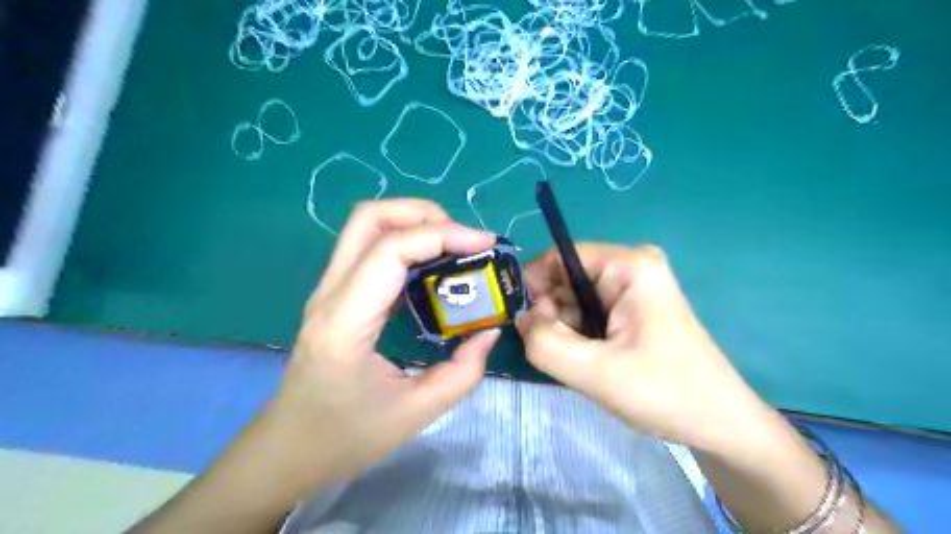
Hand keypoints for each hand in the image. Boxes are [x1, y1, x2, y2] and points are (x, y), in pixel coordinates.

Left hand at [272, 198, 499, 484]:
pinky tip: (432, 266)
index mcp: (346, 320)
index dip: (443, 235)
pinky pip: (370, 249)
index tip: (484, 244)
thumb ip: (462, 373)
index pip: (391, 249)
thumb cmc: (344, 437)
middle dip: (423, 214)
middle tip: (464, 239)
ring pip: (366, 226)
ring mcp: (329, 290)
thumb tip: (489, 331)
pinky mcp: (336, 295)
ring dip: (413, 223)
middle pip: (369, 217)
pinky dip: (406, 242)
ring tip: (454, 246)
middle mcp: (330, 293)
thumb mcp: (415, 413)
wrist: (287, 450)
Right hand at [518, 245, 767, 450]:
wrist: (719, 424)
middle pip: (566, 278)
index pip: (559, 257)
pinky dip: (577, 335)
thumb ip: (544, 342)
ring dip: (564, 329)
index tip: (526, 325)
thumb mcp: (595, 371)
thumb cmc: (665, 392)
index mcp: (628, 265)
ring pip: (573, 299)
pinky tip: (590, 360)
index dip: (534, 286)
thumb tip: (520, 318)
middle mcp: (630, 266)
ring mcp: (632, 287)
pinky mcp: (631, 308)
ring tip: (579, 362)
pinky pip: (587, 313)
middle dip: (551, 314)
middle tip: (558, 352)